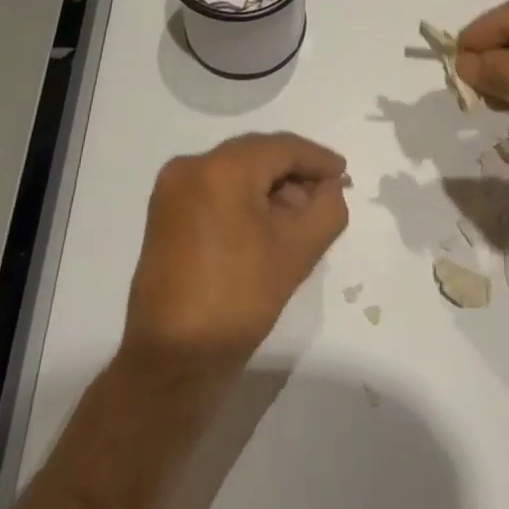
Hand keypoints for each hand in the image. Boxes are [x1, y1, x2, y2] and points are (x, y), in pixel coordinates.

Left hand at [120, 133, 348, 375]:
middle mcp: (191, 166)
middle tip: (324, 196)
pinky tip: (267, 225)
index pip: (281, 147)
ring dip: (270, 187)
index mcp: (220, 168)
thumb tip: (328, 187)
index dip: (317, 159)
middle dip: (294, 173)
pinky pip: (216, 189)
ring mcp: (172, 190)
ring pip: (236, 172)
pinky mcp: (165, 214)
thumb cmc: (238, 299)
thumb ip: (327, 208)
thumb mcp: (297, 251)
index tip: (343, 174)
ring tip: (298, 217)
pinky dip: (244, 199)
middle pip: (256, 155)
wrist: (172, 361)